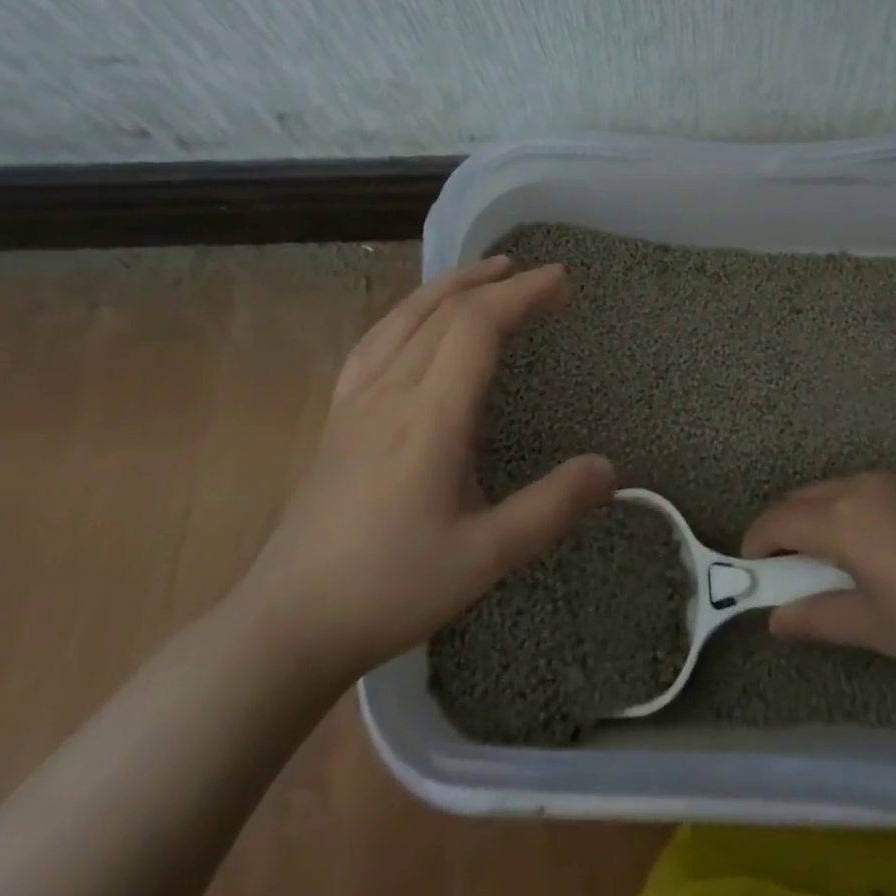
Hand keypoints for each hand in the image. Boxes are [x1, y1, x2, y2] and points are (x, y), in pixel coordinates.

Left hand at [235, 256, 614, 682]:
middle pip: (444, 310)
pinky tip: (416, 319)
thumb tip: (608, 467)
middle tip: (542, 278)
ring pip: (404, 316)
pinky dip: (408, 311)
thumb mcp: (485, 557)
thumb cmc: (391, 588)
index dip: (522, 294)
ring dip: (451, 285)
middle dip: (497, 283)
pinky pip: (376, 341)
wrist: (287, 624)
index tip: (562, 280)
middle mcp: (391, 391)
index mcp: (430, 416)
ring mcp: (357, 400)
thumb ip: (551, 508)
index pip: (477, 326)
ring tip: (487, 271)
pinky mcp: (339, 416)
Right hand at [741, 471, 895, 711]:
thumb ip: (816, 617)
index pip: (778, 520)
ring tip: (831, 556)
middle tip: (786, 567)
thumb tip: (775, 619)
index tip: (752, 569)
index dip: (756, 542)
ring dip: (818, 514)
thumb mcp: (873, 628)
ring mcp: (895, 477)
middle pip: (802, 496)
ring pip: (835, 487)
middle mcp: (862, 484)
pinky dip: (852, 507)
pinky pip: (869, 486)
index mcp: (842, 519)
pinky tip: (876, 542)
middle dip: (783, 526)